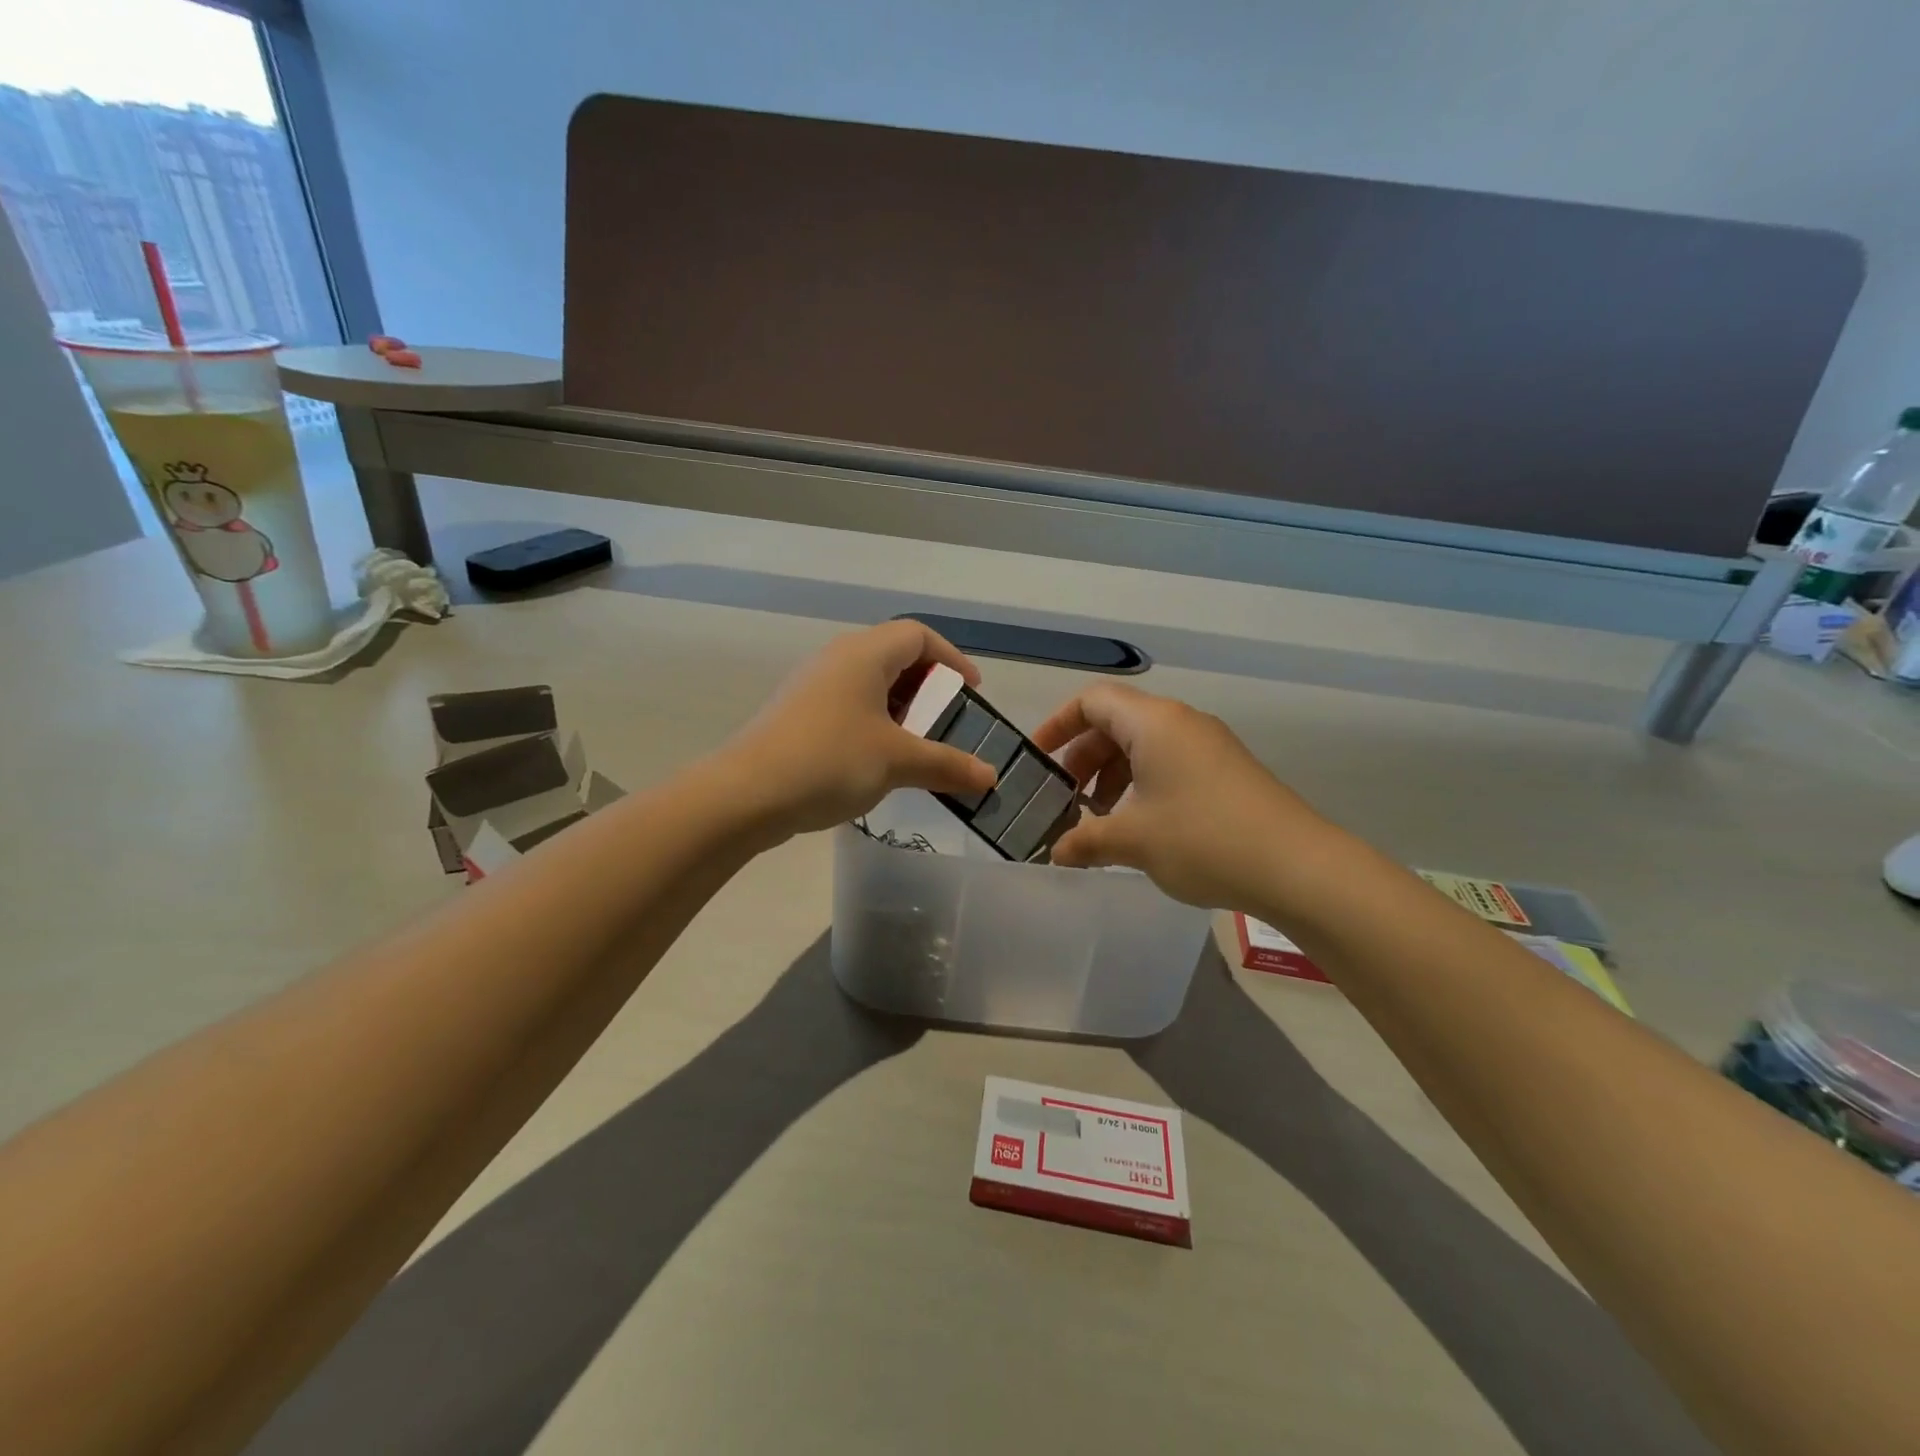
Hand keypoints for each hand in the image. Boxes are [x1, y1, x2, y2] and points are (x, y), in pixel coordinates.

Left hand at [725, 621, 998, 839]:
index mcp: (864, 654)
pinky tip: (878, 761)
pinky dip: (873, 724)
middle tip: (947, 720)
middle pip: (893, 656)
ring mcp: (812, 687)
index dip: (951, 658)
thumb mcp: (897, 762)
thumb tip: (991, 778)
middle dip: (927, 687)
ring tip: (917, 745)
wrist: (746, 794)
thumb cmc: (830, 761)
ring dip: (900, 709)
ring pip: (868, 684)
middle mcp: (837, 659)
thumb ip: (947, 765)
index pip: (918, 635)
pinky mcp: (797, 715)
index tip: (971, 691)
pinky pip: (847, 706)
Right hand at [1030, 683, 1333, 911]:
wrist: (1298, 866)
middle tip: (1065, 800)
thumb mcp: (1133, 841)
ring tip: (1100, 820)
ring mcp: (1208, 745)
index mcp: (1153, 722)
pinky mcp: (1226, 770)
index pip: (1092, 701)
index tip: (1037, 760)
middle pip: (1115, 722)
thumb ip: (1085, 841)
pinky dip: (1141, 785)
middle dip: (1083, 758)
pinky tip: (1139, 827)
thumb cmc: (1203, 840)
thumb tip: (1056, 853)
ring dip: (1112, 776)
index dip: (1057, 725)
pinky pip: (1169, 763)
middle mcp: (1181, 722)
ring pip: (1143, 745)